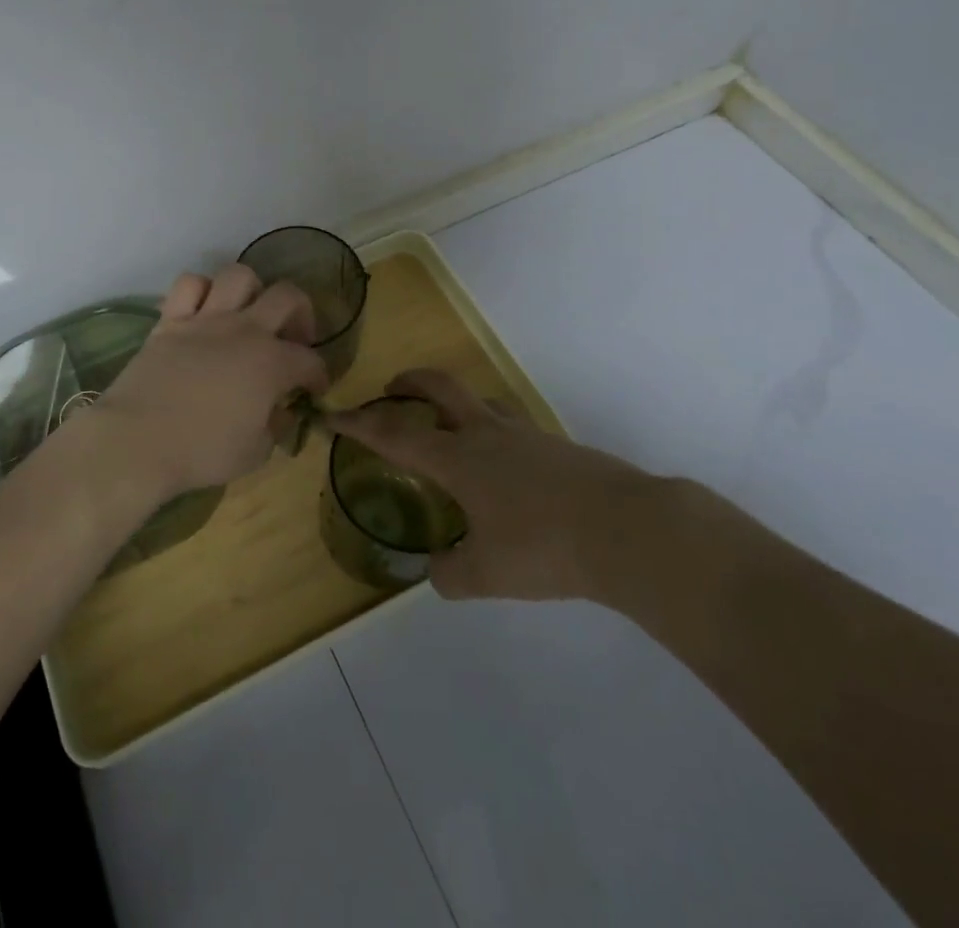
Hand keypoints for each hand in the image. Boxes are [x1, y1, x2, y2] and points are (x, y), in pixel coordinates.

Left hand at [91, 264, 329, 499]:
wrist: (138, 440)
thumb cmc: (202, 451)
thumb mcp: (255, 453)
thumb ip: (275, 428)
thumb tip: (281, 412)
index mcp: (272, 363)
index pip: (310, 360)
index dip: (319, 375)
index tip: (314, 390)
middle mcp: (245, 329)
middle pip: (287, 296)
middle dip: (300, 313)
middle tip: (292, 338)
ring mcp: (206, 319)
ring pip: (239, 275)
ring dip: (251, 291)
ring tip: (248, 314)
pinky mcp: (170, 319)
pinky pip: (189, 284)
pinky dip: (200, 291)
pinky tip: (203, 311)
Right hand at [328, 369, 673, 606]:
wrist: (627, 530)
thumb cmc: (545, 547)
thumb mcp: (487, 574)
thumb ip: (451, 575)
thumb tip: (436, 571)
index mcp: (458, 459)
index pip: (394, 434)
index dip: (358, 424)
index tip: (331, 414)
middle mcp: (486, 434)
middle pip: (439, 388)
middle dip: (409, 383)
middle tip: (392, 389)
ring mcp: (525, 434)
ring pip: (479, 401)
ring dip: (454, 403)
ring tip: (449, 427)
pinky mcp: (556, 445)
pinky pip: (511, 426)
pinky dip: (492, 432)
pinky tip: (504, 469)